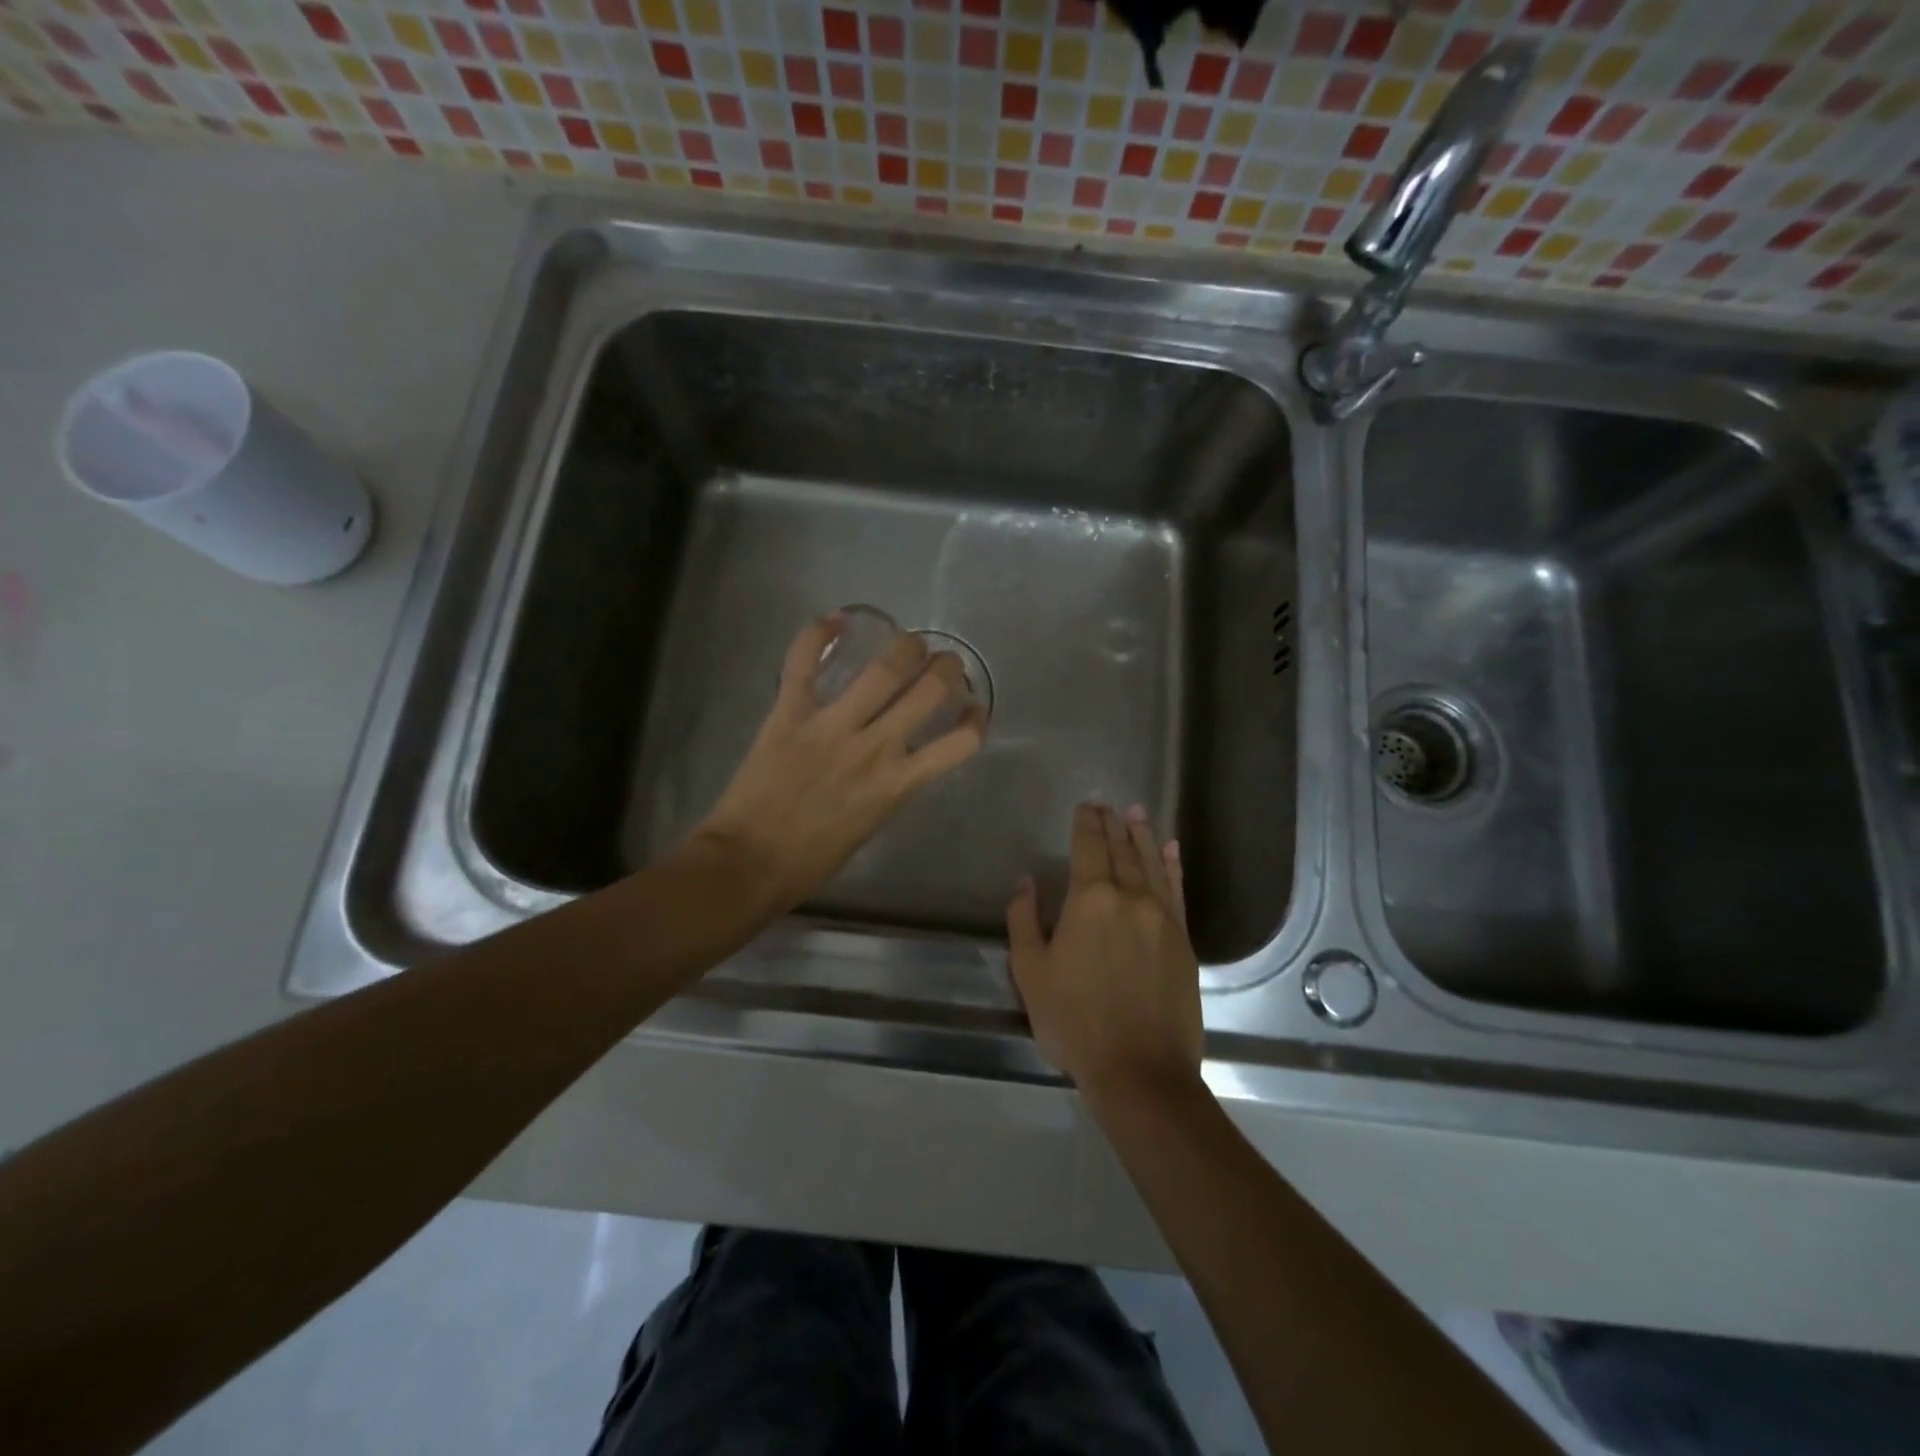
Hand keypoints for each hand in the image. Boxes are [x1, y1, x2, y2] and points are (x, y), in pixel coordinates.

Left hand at [691, 613, 986, 914]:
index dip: (977, 720)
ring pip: (883, 668)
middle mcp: (874, 748)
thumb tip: (899, 760)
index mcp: (897, 784)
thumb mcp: (871, 825)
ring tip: (908, 643)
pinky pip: (804, 662)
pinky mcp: (790, 713)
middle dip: (948, 668)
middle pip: (930, 689)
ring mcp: (831, 726)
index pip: (961, 743)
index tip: (973, 710)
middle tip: (944, 664)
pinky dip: (818, 634)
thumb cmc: (811, 860)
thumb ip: (891, 786)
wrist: (748, 864)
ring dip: (906, 646)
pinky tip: (836, 620)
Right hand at [1006, 803, 1202, 1101]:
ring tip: (1137, 813)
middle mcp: (1131, 898)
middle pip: (1122, 850)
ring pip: (1153, 864)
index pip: (1089, 847)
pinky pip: (1178, 890)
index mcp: (1091, 900)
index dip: (1086, 824)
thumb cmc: (1075, 1021)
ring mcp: (1163, 918)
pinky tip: (1172, 850)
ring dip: (1144, 835)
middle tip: (1109, 804)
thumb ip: (1024, 919)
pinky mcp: (1184, 940)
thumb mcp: (1030, 972)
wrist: (1140, 1069)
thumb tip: (1026, 880)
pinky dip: (1174, 866)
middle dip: (1113, 824)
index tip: (1086, 805)